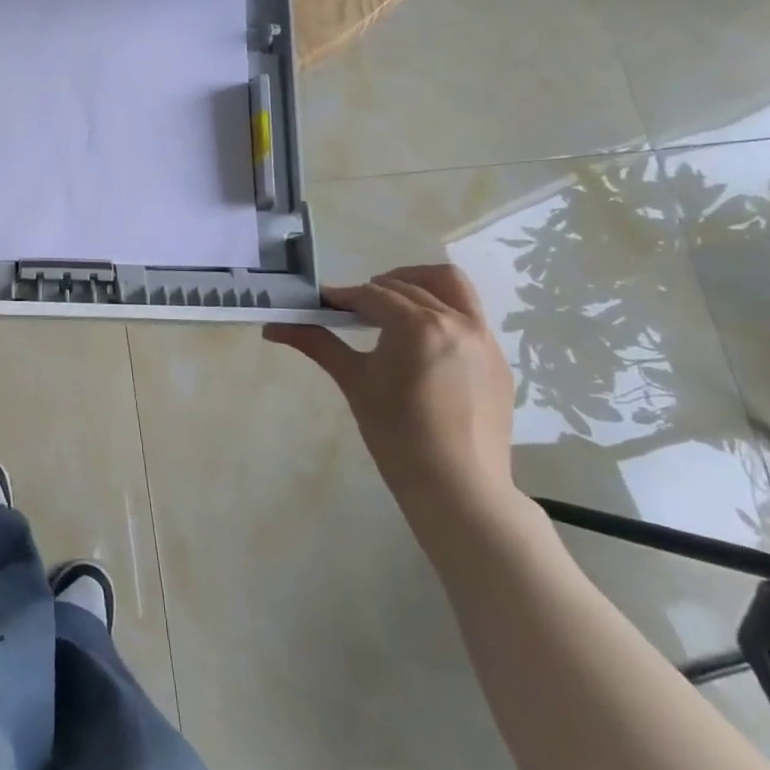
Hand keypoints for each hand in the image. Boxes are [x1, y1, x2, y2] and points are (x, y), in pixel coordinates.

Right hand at [265, 265, 518, 529]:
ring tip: (393, 306)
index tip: (321, 304)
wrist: (457, 485)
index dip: (342, 297)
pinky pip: (470, 317)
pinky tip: (422, 342)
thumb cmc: (396, 432)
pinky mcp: (497, 359)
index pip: (372, 295)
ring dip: (418, 284)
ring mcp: (484, 339)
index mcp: (419, 325)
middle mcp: (457, 321)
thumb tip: (272, 327)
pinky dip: (442, 312)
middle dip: (376, 290)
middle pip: (410, 284)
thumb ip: (317, 343)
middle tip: (351, 310)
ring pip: (452, 287)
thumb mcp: (354, 381)